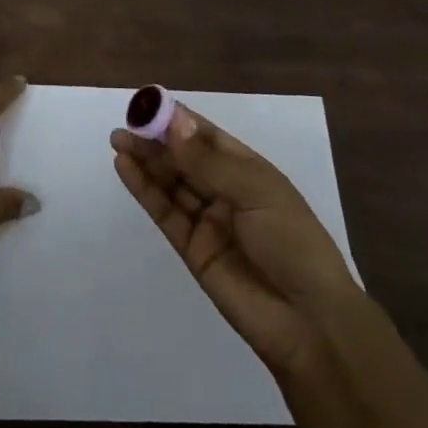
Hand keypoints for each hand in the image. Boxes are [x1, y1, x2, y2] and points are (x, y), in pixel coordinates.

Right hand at [112, 105, 359, 379]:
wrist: (308, 321)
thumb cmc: (292, 243)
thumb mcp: (256, 191)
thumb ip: (209, 162)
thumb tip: (173, 123)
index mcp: (249, 170)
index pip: (207, 136)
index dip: (178, 120)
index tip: (147, 105)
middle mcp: (227, 190)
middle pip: (184, 158)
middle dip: (155, 140)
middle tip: (124, 125)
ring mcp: (208, 220)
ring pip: (171, 183)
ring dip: (146, 161)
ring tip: (118, 140)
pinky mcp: (192, 249)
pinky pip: (165, 213)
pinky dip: (144, 190)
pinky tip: (125, 168)